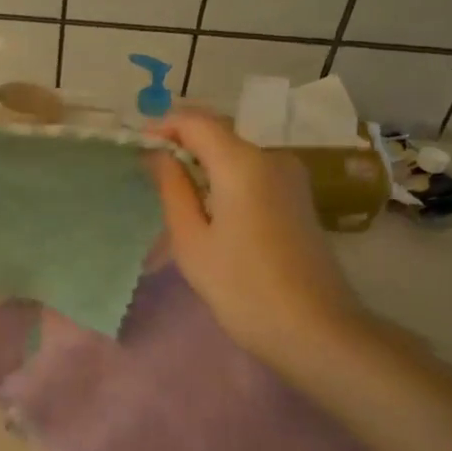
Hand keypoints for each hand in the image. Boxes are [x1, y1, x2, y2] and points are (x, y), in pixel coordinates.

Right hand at [147, 108, 369, 370]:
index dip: (163, 127)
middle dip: (182, 144)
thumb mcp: (191, 239)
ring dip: (204, 164)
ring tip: (176, 197)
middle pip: (219, 133)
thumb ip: (172, 188)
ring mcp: (290, 176)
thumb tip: (157, 154)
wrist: (314, 329)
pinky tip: (210, 211)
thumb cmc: (241, 287)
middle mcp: (271, 157)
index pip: (196, 121)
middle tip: (150, 175)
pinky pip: (253, 172)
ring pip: (236, 153)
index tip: (137, 148)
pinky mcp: (298, 197)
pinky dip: (225, 179)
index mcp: (242, 162)